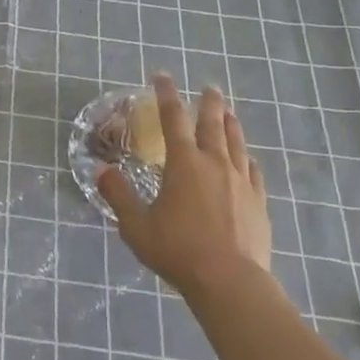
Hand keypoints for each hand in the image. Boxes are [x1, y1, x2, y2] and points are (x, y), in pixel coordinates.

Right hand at [98, 75, 271, 297]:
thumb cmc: (178, 251)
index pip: (173, 119)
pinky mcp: (258, 203)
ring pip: (236, 143)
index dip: (166, 95)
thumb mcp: (136, 225)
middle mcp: (214, 164)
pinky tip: (248, 160)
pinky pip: (253, 172)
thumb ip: (118, 195)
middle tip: (209, 87)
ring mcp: (241, 182)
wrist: (230, 283)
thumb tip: (100, 170)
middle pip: (212, 124)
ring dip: (231, 125)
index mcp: (183, 163)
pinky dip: (247, 159)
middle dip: (208, 103)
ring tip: (229, 113)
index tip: (162, 77)